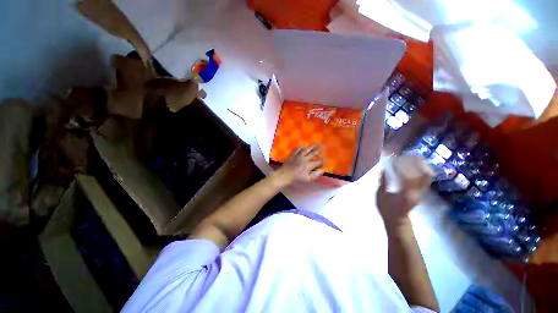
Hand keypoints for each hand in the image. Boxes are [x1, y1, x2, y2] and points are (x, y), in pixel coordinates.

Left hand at [273, 146, 324, 187]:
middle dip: (318, 150)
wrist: (285, 175)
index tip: (325, 159)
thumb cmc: (296, 178)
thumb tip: (321, 170)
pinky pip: (297, 149)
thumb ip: (315, 174)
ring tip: (314, 145)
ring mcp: (298, 156)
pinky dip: (300, 147)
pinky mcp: (293, 155)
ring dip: (311, 147)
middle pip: (313, 153)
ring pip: (306, 150)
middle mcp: (305, 159)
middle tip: (322, 147)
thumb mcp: (307, 179)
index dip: (322, 160)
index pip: (318, 162)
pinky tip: (302, 146)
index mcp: (309, 165)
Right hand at [376, 156, 431, 228]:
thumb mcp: (381, 195)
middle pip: (423, 175)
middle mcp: (416, 192)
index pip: (407, 176)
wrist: (397, 220)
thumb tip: (383, 169)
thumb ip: (383, 182)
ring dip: (423, 166)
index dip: (402, 166)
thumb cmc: (387, 208)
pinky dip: (423, 171)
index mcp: (405, 193)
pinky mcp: (421, 192)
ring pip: (427, 176)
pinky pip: (426, 179)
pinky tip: (418, 166)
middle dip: (418, 163)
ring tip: (416, 157)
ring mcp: (420, 192)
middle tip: (410, 154)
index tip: (396, 158)